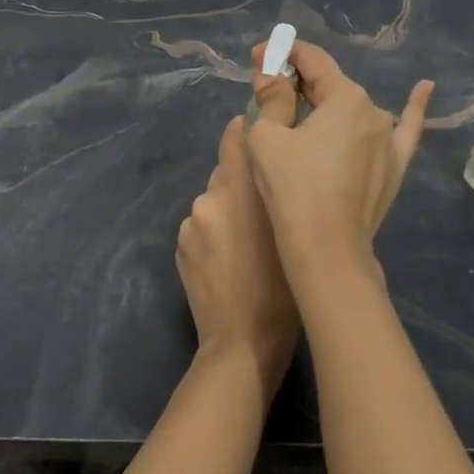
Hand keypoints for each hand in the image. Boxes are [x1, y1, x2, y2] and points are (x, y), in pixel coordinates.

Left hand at [176, 116, 300, 390]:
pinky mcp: (180, 245)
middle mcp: (210, 196)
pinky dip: (213, 234)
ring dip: (227, 211)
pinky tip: (228, 260)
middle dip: (242, 183)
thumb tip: (271, 165)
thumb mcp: (292, 230)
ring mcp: (191, 222)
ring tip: (246, 243)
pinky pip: (201, 227)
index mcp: (241, 187)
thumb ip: (278, 191)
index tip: (261, 136)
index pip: (236, 136)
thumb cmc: (284, 286)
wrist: (242, 342)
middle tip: (263, 210)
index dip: (247, 131)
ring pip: (214, 202)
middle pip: (226, 173)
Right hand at [245, 40, 432, 291]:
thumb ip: (270, 97)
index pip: (312, 60)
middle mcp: (373, 111)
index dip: (282, 53)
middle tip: (269, 88)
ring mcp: (389, 140)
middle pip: (331, 84)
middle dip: (299, 81)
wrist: (327, 249)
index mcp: (344, 97)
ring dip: (329, 103)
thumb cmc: (291, 188)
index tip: (258, 57)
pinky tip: (424, 90)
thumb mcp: (266, 137)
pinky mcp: (395, 167)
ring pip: (354, 110)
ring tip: (303, 106)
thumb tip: (269, 73)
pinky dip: (412, 108)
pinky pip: (405, 130)